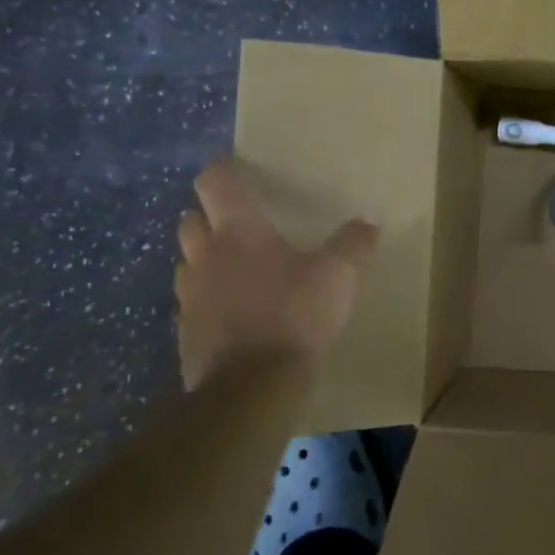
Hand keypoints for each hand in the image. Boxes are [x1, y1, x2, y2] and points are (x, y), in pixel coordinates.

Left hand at [174, 156, 378, 389]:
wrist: (252, 388)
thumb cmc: (295, 316)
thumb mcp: (339, 277)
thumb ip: (353, 245)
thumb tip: (368, 222)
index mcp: (238, 231)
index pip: (215, 182)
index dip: (223, 169)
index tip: (235, 166)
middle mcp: (205, 255)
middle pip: (191, 219)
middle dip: (209, 214)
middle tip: (238, 219)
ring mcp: (190, 295)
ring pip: (188, 261)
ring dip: (205, 256)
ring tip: (236, 266)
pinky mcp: (186, 331)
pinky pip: (193, 301)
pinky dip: (209, 297)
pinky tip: (235, 310)